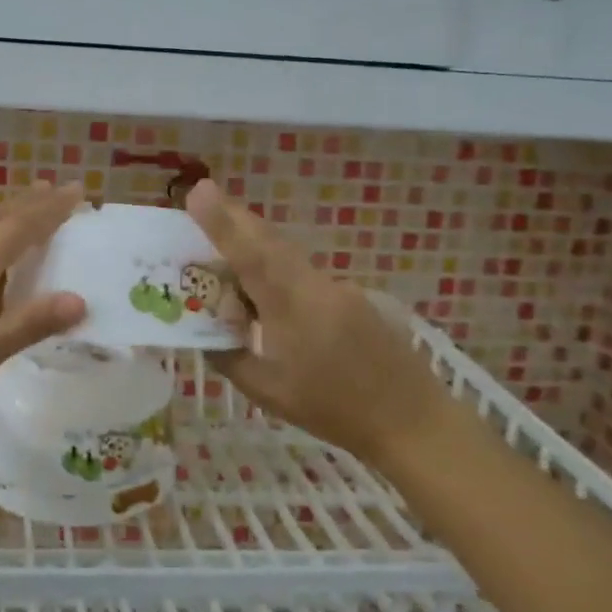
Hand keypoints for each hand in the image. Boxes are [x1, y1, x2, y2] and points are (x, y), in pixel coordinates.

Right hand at [185, 179, 447, 460]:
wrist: (413, 420)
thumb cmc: (333, 410)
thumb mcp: (267, 391)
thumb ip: (229, 357)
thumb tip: (204, 332)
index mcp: (291, 307)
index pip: (249, 254)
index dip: (221, 221)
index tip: (198, 191)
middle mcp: (315, 285)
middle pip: (269, 240)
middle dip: (234, 219)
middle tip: (203, 202)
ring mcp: (338, 287)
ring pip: (286, 254)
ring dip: (254, 245)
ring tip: (224, 252)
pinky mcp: (352, 296)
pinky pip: (303, 272)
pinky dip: (276, 270)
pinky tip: (267, 298)